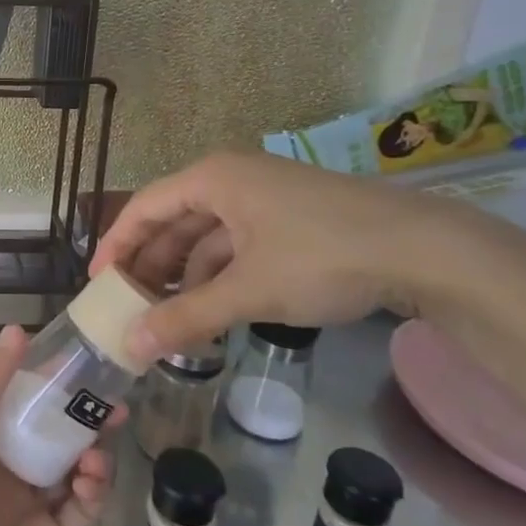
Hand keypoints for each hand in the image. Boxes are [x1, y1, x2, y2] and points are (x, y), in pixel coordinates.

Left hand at [0, 325, 119, 525]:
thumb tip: (16, 330)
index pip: (19, 401)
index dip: (49, 380)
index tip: (82, 359)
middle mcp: (5, 471)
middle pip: (52, 433)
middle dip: (82, 415)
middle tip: (114, 399)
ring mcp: (30, 510)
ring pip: (72, 468)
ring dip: (91, 450)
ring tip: (102, 441)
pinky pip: (82, 511)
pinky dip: (94, 490)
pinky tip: (92, 477)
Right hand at [91, 150, 456, 361]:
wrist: (427, 250)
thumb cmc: (322, 257)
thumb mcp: (249, 291)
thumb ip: (187, 317)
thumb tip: (131, 346)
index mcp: (213, 179)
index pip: (144, 207)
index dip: (116, 244)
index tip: (98, 283)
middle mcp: (232, 179)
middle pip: (173, 221)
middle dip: (150, 265)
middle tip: (128, 305)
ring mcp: (264, 198)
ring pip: (206, 236)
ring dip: (185, 274)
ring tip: (165, 315)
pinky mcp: (290, 220)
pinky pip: (237, 244)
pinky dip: (219, 275)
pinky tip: (213, 308)